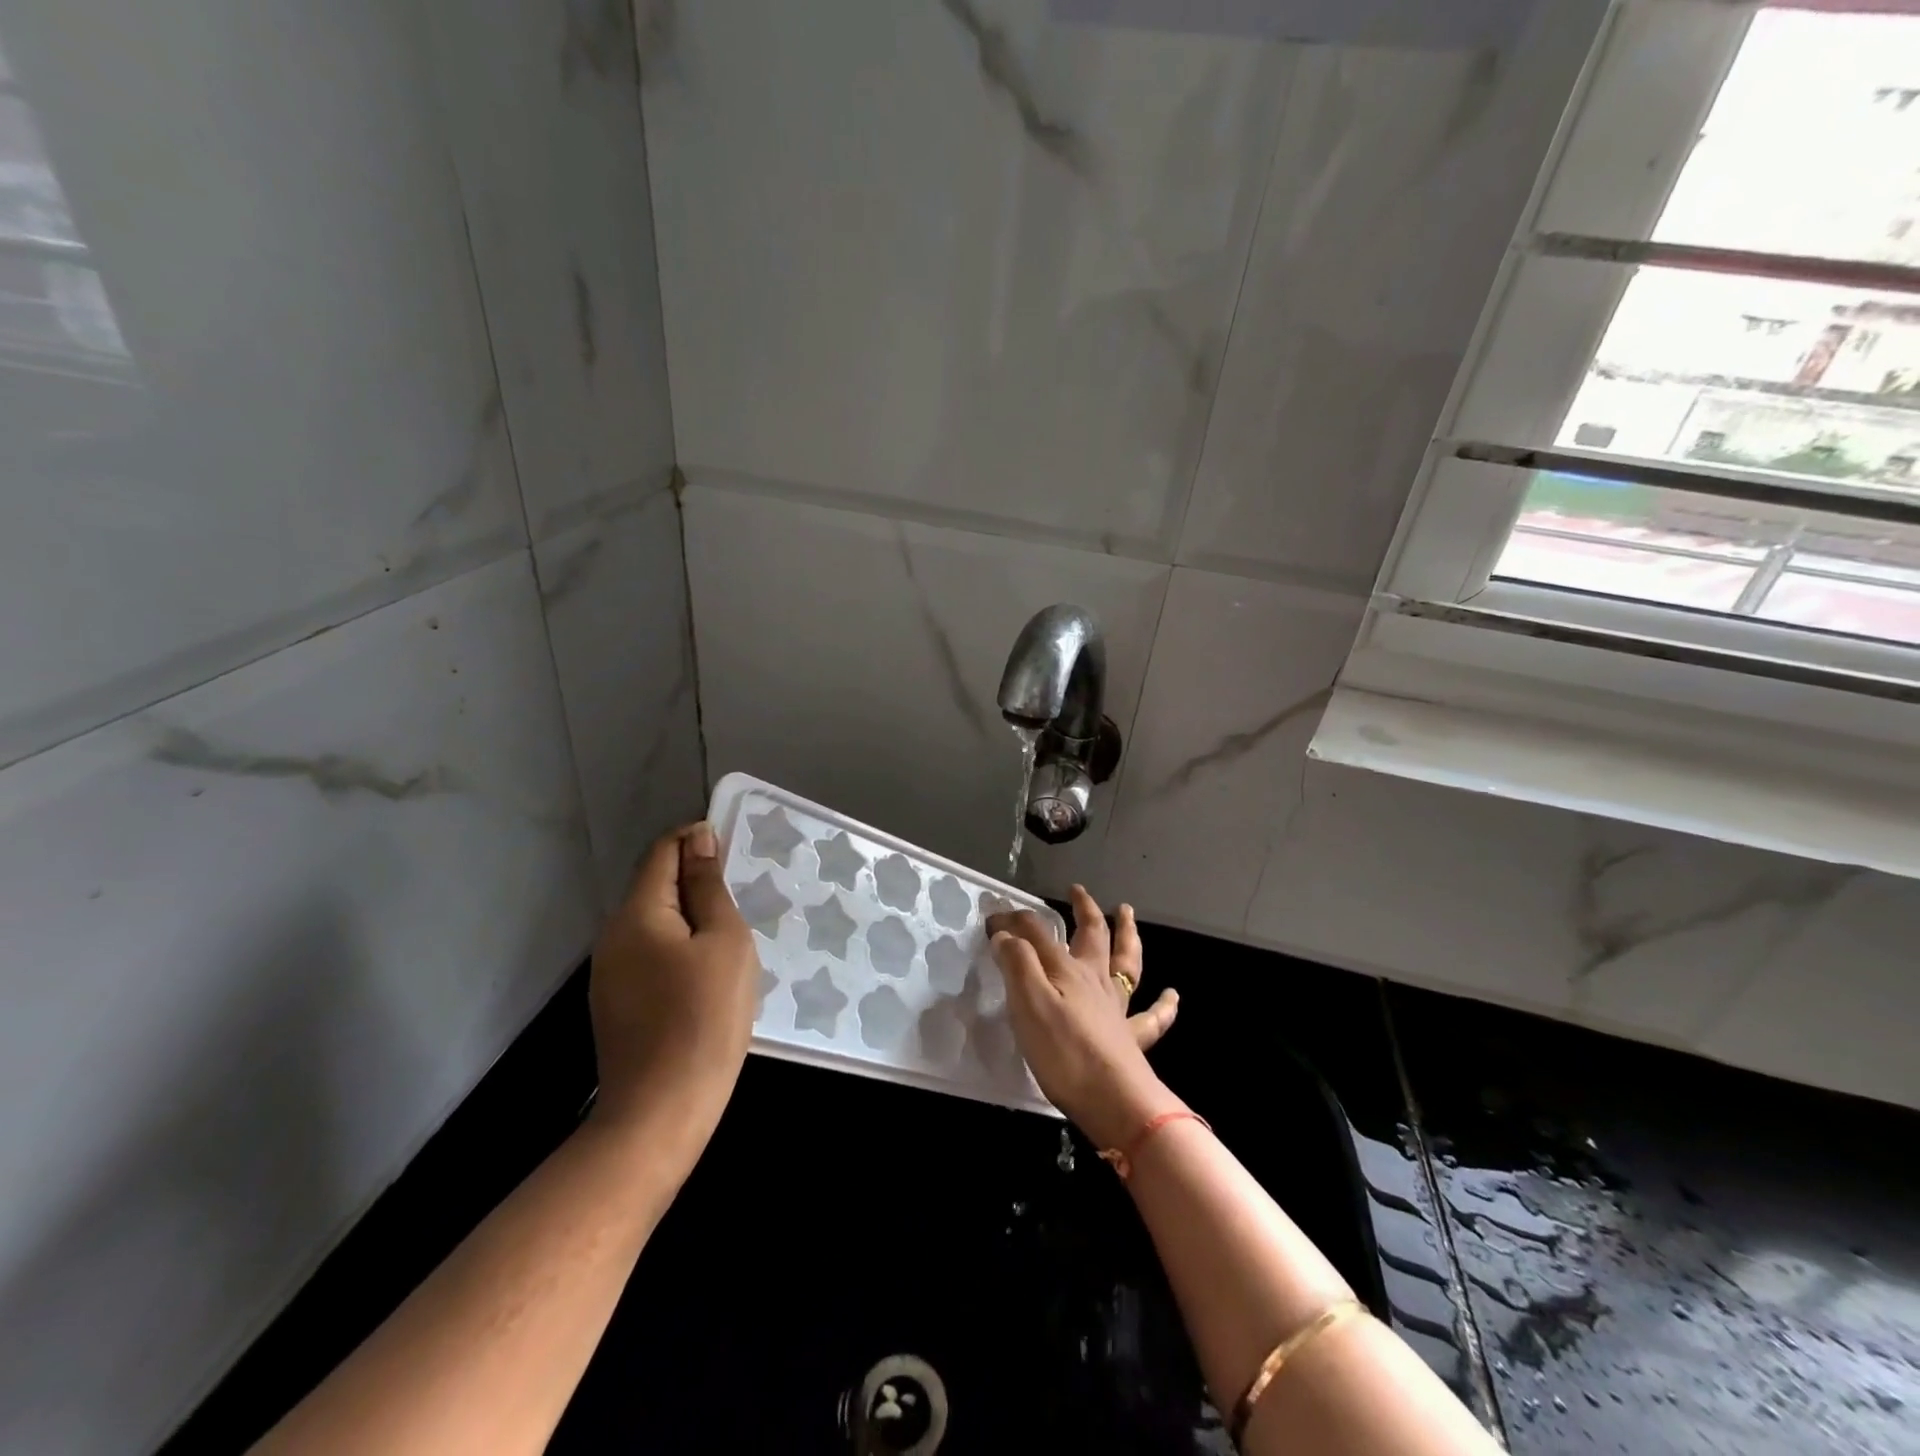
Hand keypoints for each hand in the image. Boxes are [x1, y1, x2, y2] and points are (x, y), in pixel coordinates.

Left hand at [588, 822, 757, 1150]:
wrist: (660, 1112)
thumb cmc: (704, 1017)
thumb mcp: (724, 942)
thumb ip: (709, 887)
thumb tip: (699, 840)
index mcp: (637, 913)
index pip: (663, 852)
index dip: (696, 840)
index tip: (733, 851)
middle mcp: (613, 936)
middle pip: (655, 887)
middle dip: (696, 882)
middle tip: (742, 900)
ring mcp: (609, 973)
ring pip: (654, 924)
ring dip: (690, 919)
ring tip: (731, 938)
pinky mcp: (615, 1003)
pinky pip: (649, 955)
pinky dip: (678, 948)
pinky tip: (706, 975)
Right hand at [988, 885, 1180, 1148]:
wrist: (1114, 1100)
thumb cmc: (1064, 1051)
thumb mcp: (1028, 1003)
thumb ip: (1017, 963)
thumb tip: (1006, 933)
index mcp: (1068, 970)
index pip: (1038, 932)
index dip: (1015, 921)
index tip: (992, 919)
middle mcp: (1095, 980)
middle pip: (1093, 935)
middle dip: (1084, 909)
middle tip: (1078, 891)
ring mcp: (1117, 1008)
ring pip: (1126, 963)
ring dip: (1127, 935)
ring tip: (1126, 913)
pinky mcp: (1132, 1039)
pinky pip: (1153, 1018)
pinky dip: (1164, 1005)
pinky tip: (1172, 995)